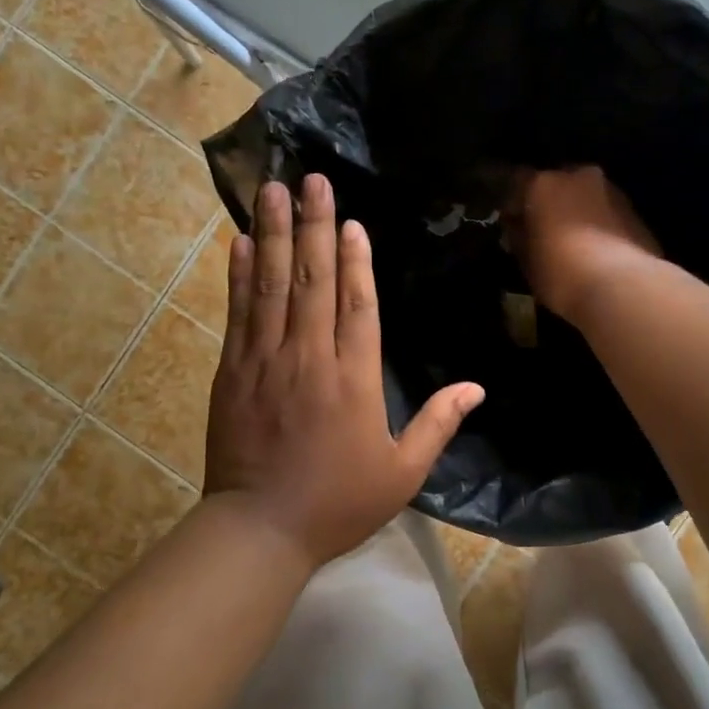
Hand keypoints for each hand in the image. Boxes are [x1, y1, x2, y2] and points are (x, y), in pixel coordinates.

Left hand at [204, 175, 484, 571]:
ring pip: (271, 286)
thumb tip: (477, 388)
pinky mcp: (232, 371)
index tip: (351, 221)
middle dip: (312, 225)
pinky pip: (238, 313)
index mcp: (353, 380)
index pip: (357, 305)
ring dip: (272, 235)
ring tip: (272, 190)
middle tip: (311, 180)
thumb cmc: (338, 502)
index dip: (355, 260)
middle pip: (312, 280)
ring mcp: (264, 361)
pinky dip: (238, 276)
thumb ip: (438, 424)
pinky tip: (239, 243)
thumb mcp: (402, 472)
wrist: (260, 529)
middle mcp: (309, 358)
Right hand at [506, 167, 660, 324]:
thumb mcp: (527, 260)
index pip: (518, 181)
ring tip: (573, 241)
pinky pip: (607, 213)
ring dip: (578, 211)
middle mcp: (578, 176)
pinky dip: (599, 224)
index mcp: (544, 184)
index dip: (513, 202)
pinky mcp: (635, 211)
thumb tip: (517, 226)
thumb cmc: (561, 272)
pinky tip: (597, 249)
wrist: (622, 287)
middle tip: (544, 229)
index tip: (511, 222)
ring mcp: (611, 191)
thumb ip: (519, 236)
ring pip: (586, 196)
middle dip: (550, 202)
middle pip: (557, 183)